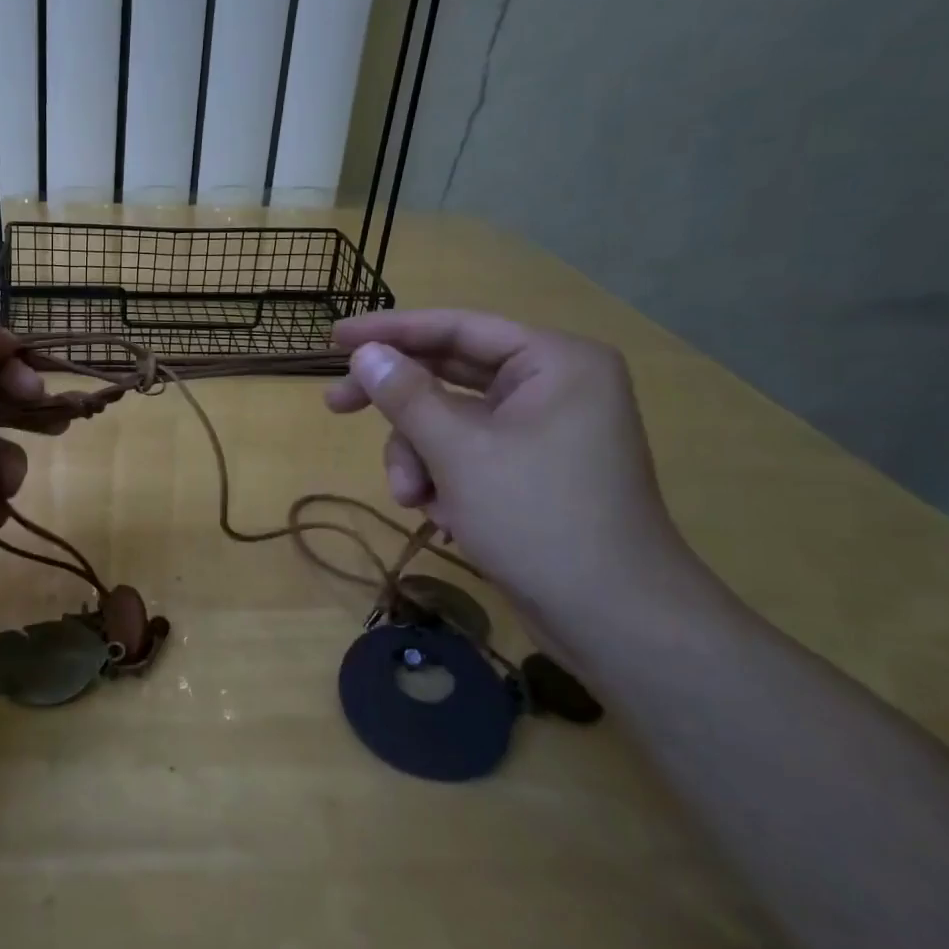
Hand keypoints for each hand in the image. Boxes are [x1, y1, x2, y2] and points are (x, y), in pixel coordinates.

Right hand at [327, 310, 694, 628]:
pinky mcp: (532, 470)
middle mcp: (552, 386)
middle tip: (335, 406)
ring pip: (451, 423)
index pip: (457, 328)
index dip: (390, 331)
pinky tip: (444, 517)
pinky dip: (445, 479)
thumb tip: (363, 353)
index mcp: (553, 362)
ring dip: (420, 458)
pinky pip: (469, 454)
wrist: (614, 619)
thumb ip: (405, 395)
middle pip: (449, 376)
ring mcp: (543, 431)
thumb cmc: (538, 518)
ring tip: (414, 501)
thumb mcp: (458, 451)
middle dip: (398, 408)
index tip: (334, 338)